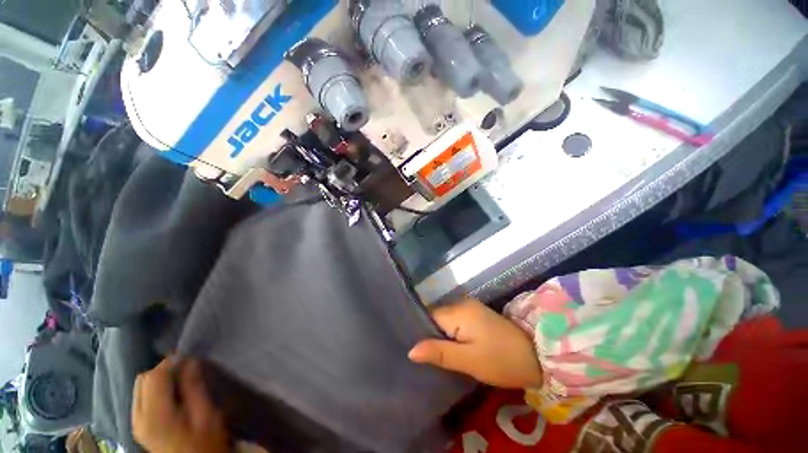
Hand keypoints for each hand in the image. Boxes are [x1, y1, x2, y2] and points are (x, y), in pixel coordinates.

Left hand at [132, 358, 228, 452]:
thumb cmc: (205, 441)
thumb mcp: (206, 414)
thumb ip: (194, 387)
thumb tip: (190, 361)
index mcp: (155, 416)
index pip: (154, 378)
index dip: (170, 362)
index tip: (190, 357)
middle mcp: (138, 418)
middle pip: (143, 380)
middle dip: (163, 369)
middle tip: (186, 367)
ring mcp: (136, 423)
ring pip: (140, 387)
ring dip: (158, 378)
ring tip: (180, 379)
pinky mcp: (139, 426)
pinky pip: (140, 397)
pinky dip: (155, 388)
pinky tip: (171, 392)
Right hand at [409, 299, 543, 388]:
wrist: (537, 355)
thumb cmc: (501, 359)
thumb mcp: (469, 360)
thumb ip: (439, 353)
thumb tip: (411, 350)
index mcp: (457, 311)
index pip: (428, 316)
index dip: (419, 331)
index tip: (413, 349)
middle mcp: (461, 303)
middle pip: (435, 316)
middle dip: (429, 334)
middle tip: (422, 356)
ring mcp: (470, 308)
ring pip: (445, 319)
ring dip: (440, 335)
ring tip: (432, 354)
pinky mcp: (476, 315)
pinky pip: (455, 321)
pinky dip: (450, 333)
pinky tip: (449, 347)